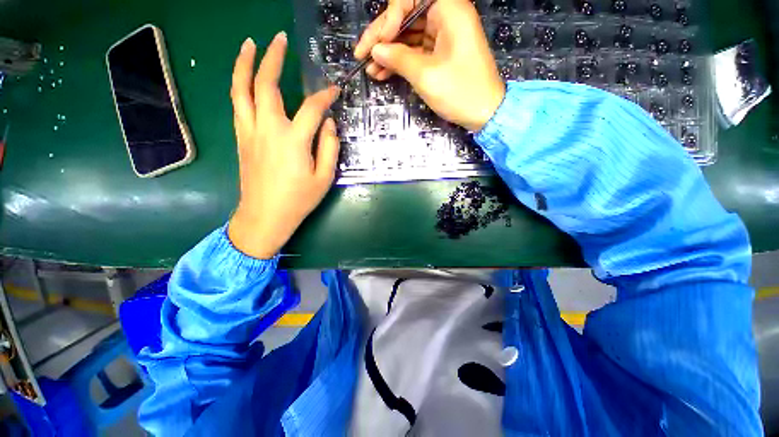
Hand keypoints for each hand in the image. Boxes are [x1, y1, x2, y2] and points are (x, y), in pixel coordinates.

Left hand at [228, 34, 340, 258]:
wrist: (265, 216)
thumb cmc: (299, 200)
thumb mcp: (325, 177)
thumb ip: (330, 147)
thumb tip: (330, 124)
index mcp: (294, 140)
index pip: (312, 108)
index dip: (325, 96)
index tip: (334, 90)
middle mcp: (268, 129)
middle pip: (266, 85)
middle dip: (273, 58)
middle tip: (280, 39)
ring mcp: (250, 132)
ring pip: (241, 90)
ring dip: (244, 64)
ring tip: (249, 44)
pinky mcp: (242, 139)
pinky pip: (238, 105)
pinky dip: (240, 86)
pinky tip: (245, 79)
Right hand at [354, 0, 504, 131]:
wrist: (484, 113)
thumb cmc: (460, 92)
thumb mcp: (426, 75)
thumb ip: (398, 58)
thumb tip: (376, 50)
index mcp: (449, 9)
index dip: (390, 19)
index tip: (379, 44)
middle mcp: (446, 15)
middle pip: (406, 16)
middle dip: (383, 37)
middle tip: (362, 56)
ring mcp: (444, 35)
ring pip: (408, 35)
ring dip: (389, 52)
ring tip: (370, 70)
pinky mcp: (441, 52)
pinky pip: (416, 50)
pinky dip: (400, 61)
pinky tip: (384, 72)